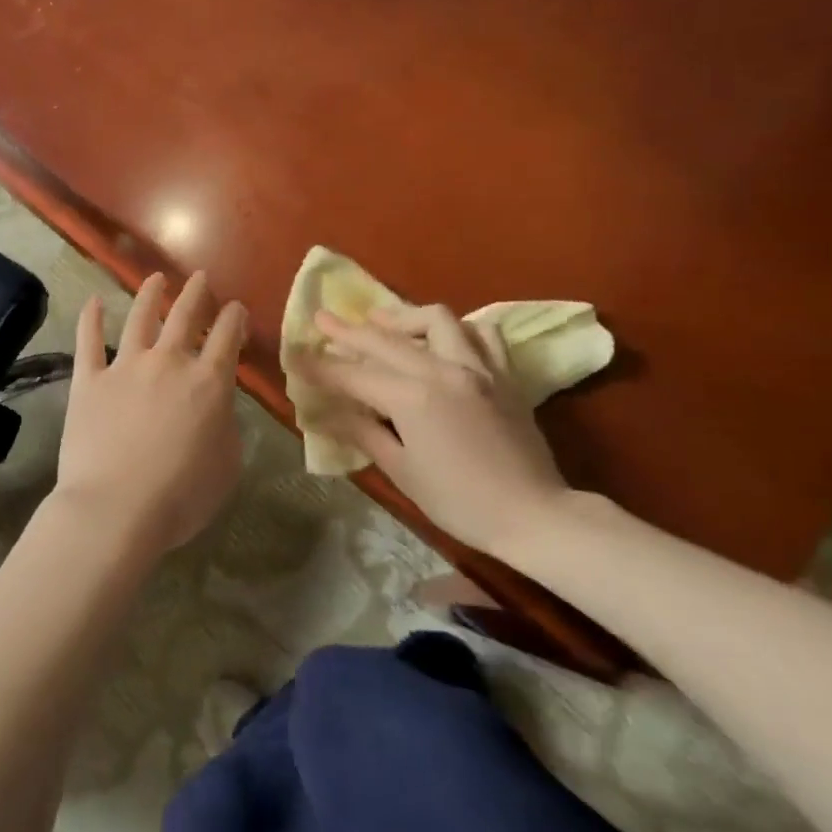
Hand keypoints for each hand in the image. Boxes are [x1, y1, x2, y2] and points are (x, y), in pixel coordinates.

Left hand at [52, 271, 248, 556]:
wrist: (116, 508)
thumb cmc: (181, 496)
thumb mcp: (227, 465)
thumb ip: (226, 426)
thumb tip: (217, 407)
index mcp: (208, 382)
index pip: (227, 335)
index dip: (234, 317)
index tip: (235, 309)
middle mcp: (168, 362)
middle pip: (185, 315)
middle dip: (196, 293)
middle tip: (200, 278)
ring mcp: (125, 367)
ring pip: (140, 317)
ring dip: (150, 294)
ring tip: (156, 279)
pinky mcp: (88, 380)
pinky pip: (88, 340)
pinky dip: (91, 318)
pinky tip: (93, 302)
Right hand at [297, 304, 569, 554]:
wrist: (535, 515)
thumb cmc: (461, 503)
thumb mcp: (402, 472)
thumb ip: (364, 433)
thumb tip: (328, 413)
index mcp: (412, 397)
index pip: (353, 374)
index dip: (320, 366)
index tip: (295, 354)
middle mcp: (443, 369)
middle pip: (385, 339)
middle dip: (348, 329)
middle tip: (321, 317)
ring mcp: (478, 366)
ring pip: (435, 319)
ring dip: (402, 317)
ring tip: (381, 321)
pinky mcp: (504, 373)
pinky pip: (480, 332)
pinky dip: (455, 328)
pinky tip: (441, 338)